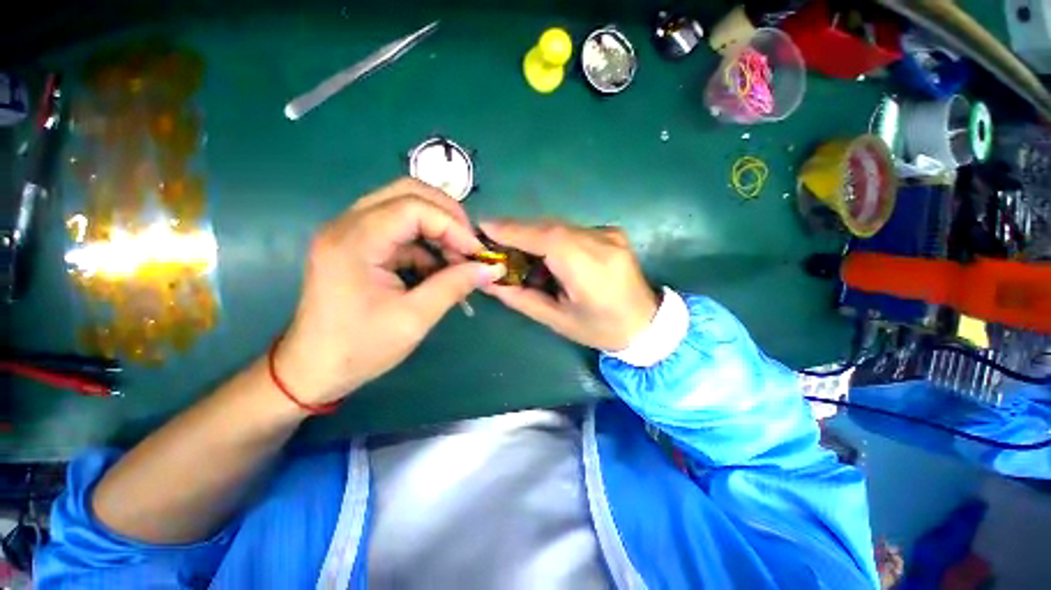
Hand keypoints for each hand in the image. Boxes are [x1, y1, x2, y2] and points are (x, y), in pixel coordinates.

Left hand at [274, 178, 505, 405]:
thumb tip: (490, 268)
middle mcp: (348, 225)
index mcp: (354, 241)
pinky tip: (439, 269)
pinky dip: (426, 244)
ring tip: (459, 259)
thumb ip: (454, 286)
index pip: (413, 207)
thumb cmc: (360, 348)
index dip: (452, 225)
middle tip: (469, 244)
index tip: (476, 253)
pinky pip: (400, 230)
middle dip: (447, 216)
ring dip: (438, 229)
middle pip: (407, 193)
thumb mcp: (414, 318)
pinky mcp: (359, 246)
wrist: (314, 369)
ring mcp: (351, 233)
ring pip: (405, 207)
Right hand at [480, 220, 657, 350]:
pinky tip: (548, 256)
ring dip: (535, 236)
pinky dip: (553, 239)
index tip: (484, 227)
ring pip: (560, 227)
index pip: (546, 238)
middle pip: (551, 227)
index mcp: (590, 269)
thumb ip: (521, 298)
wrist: (646, 323)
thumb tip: (490, 281)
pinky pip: (573, 230)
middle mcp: (602, 242)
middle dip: (519, 232)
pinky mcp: (612, 233)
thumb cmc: (600, 329)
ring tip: (518, 252)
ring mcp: (610, 234)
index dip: (513, 229)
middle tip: (495, 242)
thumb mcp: (557, 320)